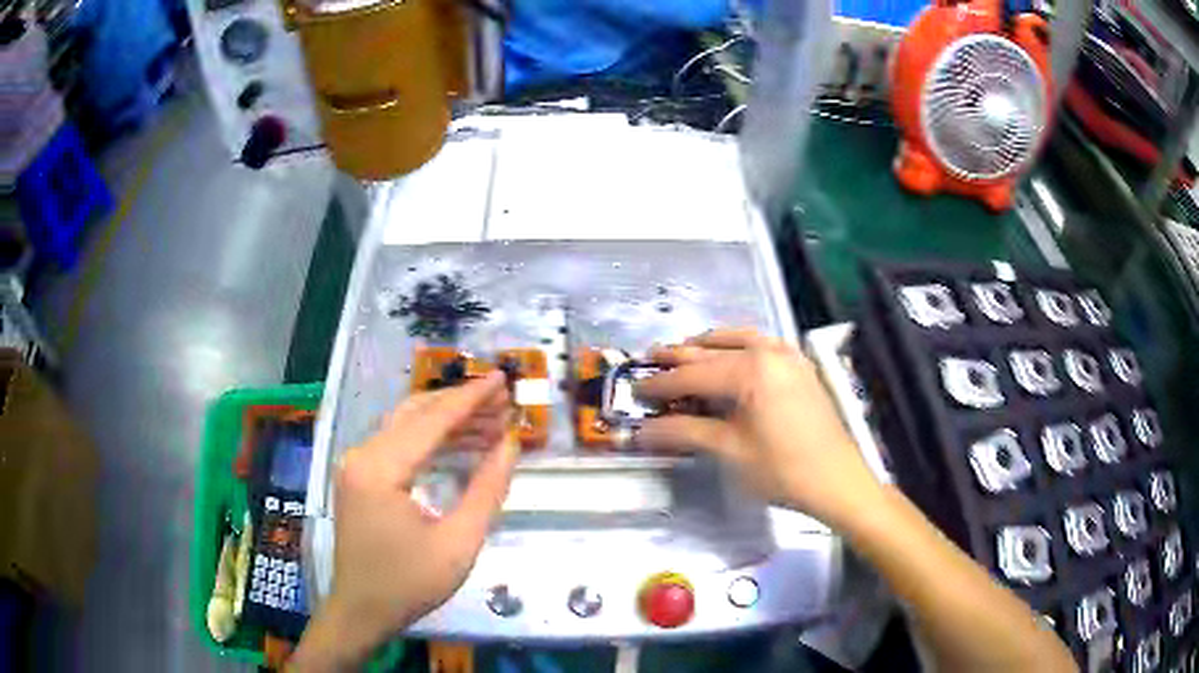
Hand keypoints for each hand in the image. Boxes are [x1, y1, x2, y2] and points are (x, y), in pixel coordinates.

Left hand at [292, 373, 517, 670]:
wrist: (361, 611)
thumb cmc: (409, 584)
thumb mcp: (458, 543)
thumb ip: (486, 490)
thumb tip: (510, 445)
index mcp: (380, 469)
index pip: (432, 421)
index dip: (471, 399)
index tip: (503, 378)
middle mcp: (363, 455)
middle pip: (417, 414)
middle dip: (461, 405)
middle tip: (503, 401)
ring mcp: (358, 465)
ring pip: (407, 426)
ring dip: (448, 421)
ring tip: (492, 423)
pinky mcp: (361, 477)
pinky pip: (399, 445)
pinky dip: (431, 440)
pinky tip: (463, 445)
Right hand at [636, 328, 880, 527]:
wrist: (837, 480)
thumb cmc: (782, 469)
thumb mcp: (729, 451)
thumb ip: (684, 432)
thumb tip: (641, 432)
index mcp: (749, 370)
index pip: (692, 374)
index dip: (660, 384)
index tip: (634, 390)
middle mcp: (767, 351)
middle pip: (712, 351)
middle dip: (679, 358)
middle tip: (649, 360)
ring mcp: (787, 355)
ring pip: (738, 339)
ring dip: (707, 346)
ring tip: (683, 353)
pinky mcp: (799, 366)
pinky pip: (761, 344)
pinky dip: (737, 346)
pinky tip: (729, 357)